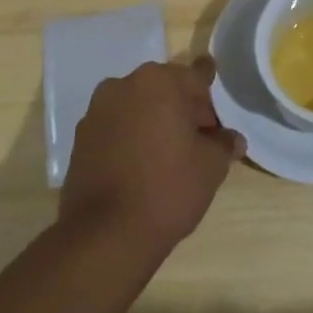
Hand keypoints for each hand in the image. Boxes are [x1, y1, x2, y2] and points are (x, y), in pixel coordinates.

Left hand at [58, 58, 244, 254]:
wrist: (106, 235)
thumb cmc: (168, 188)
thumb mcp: (211, 166)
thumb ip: (224, 144)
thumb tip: (232, 139)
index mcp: (157, 81)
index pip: (195, 78)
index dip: (210, 98)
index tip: (217, 113)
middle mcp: (123, 85)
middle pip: (164, 90)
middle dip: (183, 109)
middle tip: (201, 139)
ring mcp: (96, 112)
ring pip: (137, 108)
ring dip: (155, 122)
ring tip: (171, 156)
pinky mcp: (80, 140)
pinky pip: (116, 129)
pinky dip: (131, 139)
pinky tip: (143, 166)